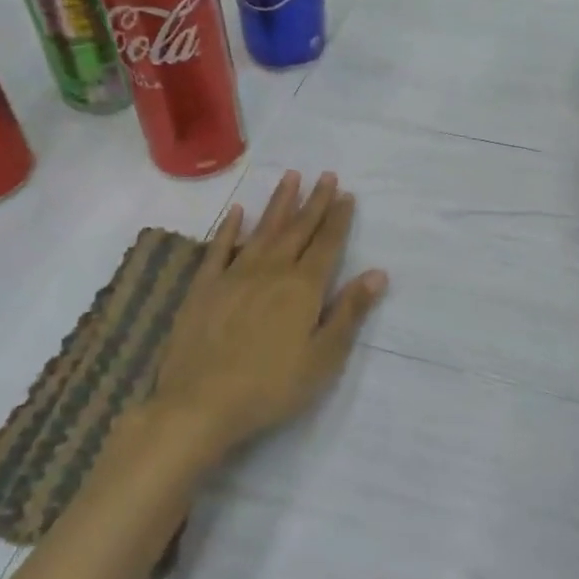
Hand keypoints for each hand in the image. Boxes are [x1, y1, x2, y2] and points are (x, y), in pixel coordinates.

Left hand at [147, 171, 387, 461]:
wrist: (200, 403)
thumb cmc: (271, 386)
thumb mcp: (323, 357)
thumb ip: (349, 312)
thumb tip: (378, 272)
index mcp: (303, 287)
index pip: (327, 244)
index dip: (338, 219)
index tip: (347, 194)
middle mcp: (271, 270)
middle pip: (298, 229)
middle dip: (315, 201)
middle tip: (326, 175)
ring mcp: (234, 275)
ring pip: (263, 229)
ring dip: (279, 203)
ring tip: (291, 176)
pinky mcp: (204, 286)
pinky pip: (220, 248)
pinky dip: (230, 227)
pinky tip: (237, 211)